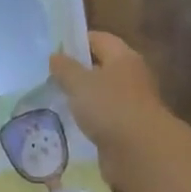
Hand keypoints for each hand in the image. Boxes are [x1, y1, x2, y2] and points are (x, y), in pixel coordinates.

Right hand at [49, 32, 168, 191]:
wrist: (141, 153)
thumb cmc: (110, 107)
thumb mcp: (79, 83)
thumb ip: (65, 68)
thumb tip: (55, 56)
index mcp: (123, 57)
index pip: (99, 39)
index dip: (76, 41)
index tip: (54, 50)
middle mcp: (131, 76)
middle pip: (102, 66)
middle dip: (77, 70)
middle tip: (49, 76)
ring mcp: (132, 104)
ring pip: (102, 94)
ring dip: (83, 97)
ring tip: (55, 100)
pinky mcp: (128, 128)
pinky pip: (104, 117)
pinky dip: (90, 118)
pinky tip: (71, 123)